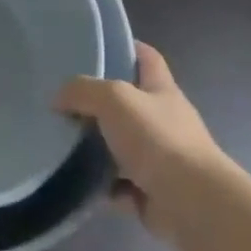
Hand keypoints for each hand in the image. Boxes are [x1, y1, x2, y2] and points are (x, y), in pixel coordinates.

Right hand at [58, 43, 222, 236]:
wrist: (192, 204)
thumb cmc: (157, 139)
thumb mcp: (114, 99)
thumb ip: (82, 91)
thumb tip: (58, 99)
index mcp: (162, 91)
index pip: (147, 58)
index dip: (126, 47)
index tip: (94, 46)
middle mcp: (163, 121)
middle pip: (128, 104)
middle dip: (98, 103)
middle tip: (62, 99)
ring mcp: (159, 159)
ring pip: (119, 146)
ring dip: (95, 147)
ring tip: (60, 141)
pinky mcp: (151, 193)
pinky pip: (118, 185)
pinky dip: (100, 184)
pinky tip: (75, 181)